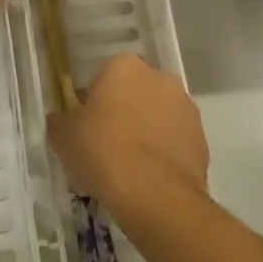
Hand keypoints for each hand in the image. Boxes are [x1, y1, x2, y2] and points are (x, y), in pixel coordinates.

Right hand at [48, 55, 208, 213]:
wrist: (154, 195)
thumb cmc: (102, 151)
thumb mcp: (63, 136)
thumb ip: (61, 119)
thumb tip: (62, 118)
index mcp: (123, 66)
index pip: (103, 77)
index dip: (92, 102)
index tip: (86, 127)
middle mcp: (159, 77)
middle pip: (134, 92)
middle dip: (123, 111)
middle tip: (106, 144)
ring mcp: (185, 107)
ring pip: (158, 115)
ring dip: (147, 130)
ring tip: (130, 166)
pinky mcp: (202, 139)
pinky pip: (175, 140)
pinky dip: (164, 153)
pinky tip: (150, 177)